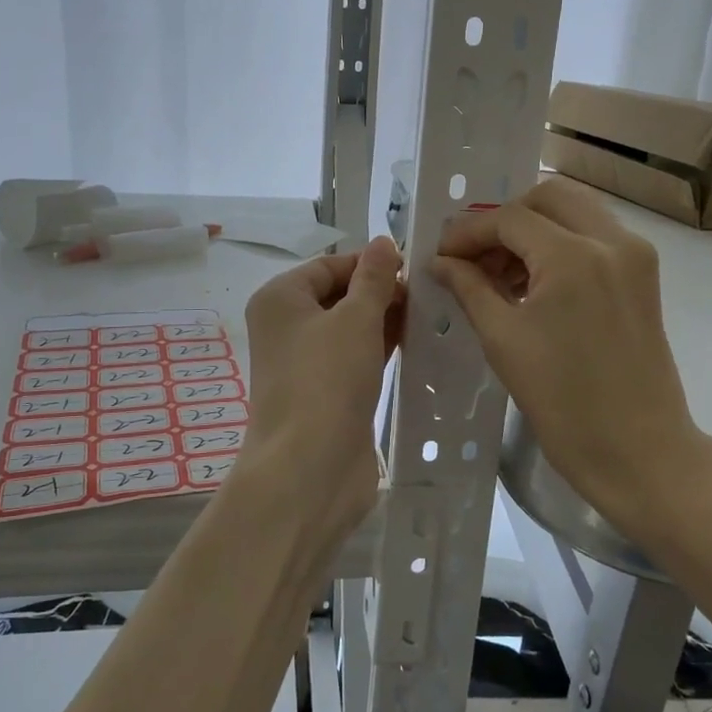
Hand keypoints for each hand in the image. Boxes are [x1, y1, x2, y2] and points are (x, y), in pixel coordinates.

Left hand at [240, 236, 404, 539]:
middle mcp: (288, 326)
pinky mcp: (327, 392)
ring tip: (431, 313)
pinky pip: (357, 357)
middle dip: (381, 291)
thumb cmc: (327, 380)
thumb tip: (384, 242)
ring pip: (351, 328)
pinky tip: (417, 342)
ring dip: (386, 320)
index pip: (330, 265)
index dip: (371, 263)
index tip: (415, 267)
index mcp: (281, 299)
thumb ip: (373, 279)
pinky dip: (382, 347)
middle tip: (430, 292)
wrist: (310, 469)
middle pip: (339, 295)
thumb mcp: (355, 319)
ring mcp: (306, 362)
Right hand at [430, 179, 709, 537]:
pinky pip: (595, 236)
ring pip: (576, 211)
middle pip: (548, 197)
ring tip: (500, 273)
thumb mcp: (503, 340)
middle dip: (505, 219)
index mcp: (575, 256)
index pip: (510, 219)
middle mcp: (612, 240)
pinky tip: (534, 282)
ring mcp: (635, 255)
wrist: (640, 452)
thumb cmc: (563, 403)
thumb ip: (469, 288)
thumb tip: (440, 262)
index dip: (468, 232)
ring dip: (534, 229)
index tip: (441, 255)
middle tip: (475, 256)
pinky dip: (561, 244)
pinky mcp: (644, 276)